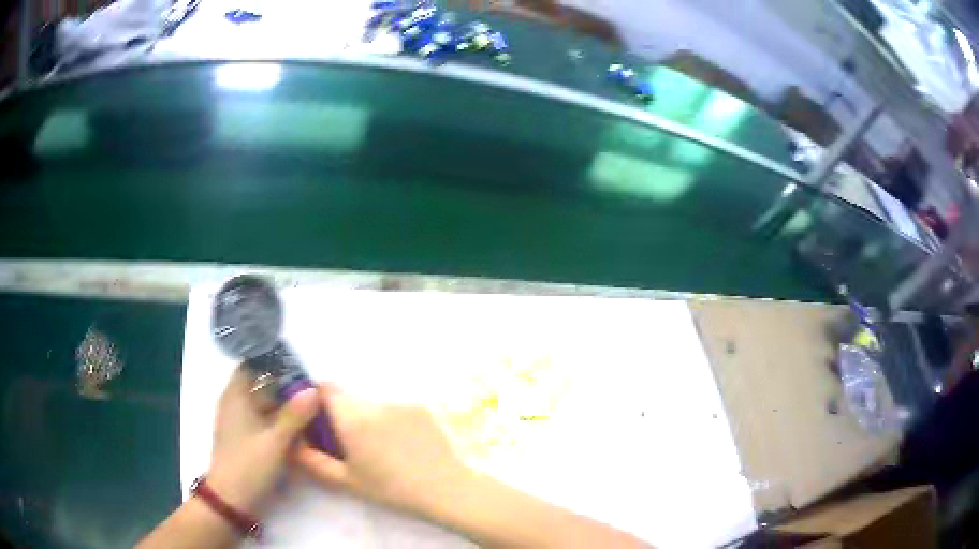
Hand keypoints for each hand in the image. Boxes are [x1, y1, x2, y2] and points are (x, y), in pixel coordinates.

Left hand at [208, 367, 318, 515]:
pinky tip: (300, 426)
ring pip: (265, 405)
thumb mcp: (275, 441)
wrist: (232, 500)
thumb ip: (295, 415)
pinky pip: (266, 421)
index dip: (271, 360)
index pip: (251, 365)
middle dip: (285, 385)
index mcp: (236, 396)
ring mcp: (241, 423)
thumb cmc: (249, 465)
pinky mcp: (248, 439)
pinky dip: (281, 420)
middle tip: (313, 385)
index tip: (296, 361)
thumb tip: (314, 389)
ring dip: (285, 404)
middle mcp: (237, 404)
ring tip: (312, 404)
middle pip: (261, 385)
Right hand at [294, 386, 472, 518]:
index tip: (318, 418)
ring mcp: (400, 402)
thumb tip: (294, 444)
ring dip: (366, 416)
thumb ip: (313, 461)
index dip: (317, 398)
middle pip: (348, 396)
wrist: (445, 488)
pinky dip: (388, 419)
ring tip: (379, 446)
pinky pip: (394, 407)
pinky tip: (401, 444)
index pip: (325, 388)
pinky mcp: (420, 406)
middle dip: (341, 412)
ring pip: (371, 402)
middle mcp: (375, 403)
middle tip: (347, 440)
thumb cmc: (391, 489)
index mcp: (353, 419)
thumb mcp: (347, 481)